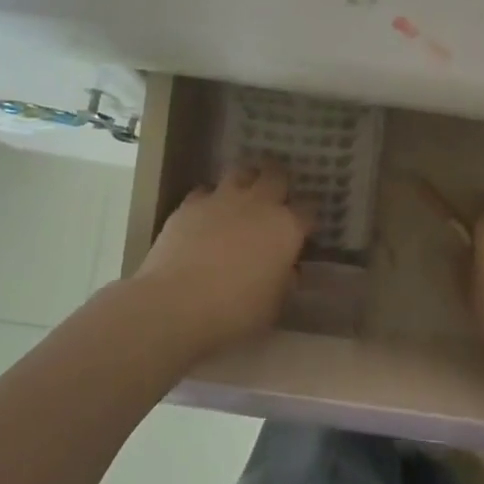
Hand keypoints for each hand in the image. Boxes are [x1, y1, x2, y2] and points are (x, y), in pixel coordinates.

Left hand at [134, 161, 311, 354]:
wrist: (175, 304)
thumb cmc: (234, 311)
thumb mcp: (273, 306)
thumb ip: (284, 281)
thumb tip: (288, 269)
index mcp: (286, 228)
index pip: (308, 210)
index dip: (307, 218)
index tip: (304, 228)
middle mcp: (258, 204)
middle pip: (276, 175)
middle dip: (279, 182)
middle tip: (275, 198)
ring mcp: (222, 198)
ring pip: (241, 172)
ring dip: (246, 181)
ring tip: (242, 197)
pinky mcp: (190, 204)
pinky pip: (205, 191)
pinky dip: (209, 200)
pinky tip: (206, 216)